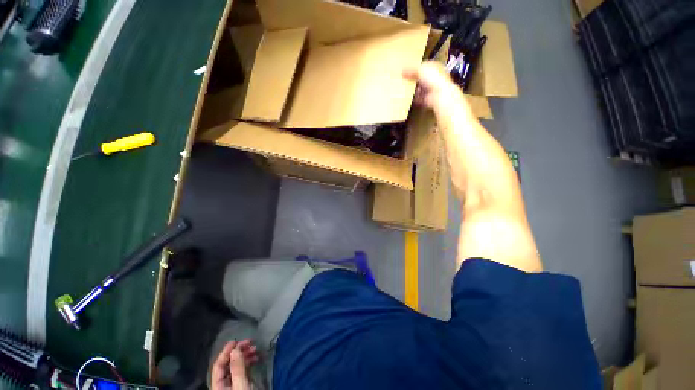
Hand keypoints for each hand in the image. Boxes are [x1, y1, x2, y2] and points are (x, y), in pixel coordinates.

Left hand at [211, 340, 258, 389]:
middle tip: (250, 343)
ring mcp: (233, 384)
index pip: (218, 365)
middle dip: (238, 352)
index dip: (225, 352)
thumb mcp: (241, 385)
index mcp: (218, 386)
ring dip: (245, 355)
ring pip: (236, 366)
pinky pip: (243, 370)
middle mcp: (224, 384)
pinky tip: (255, 358)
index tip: (236, 341)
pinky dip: (248, 362)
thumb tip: (235, 349)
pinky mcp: (241, 385)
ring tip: (255, 349)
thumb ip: (237, 368)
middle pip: (227, 364)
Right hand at [403, 61, 471, 117]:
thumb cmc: (434, 79)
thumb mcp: (420, 70)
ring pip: (420, 88)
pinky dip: (414, 98)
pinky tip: (409, 97)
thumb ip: (411, 70)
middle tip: (405, 79)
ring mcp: (431, 88)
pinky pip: (419, 98)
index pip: (423, 65)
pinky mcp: (428, 98)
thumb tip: (403, 70)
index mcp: (435, 67)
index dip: (415, 67)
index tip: (407, 70)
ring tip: (406, 88)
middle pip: (421, 77)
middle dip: (413, 79)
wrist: (439, 95)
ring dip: (414, 89)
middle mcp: (434, 77)